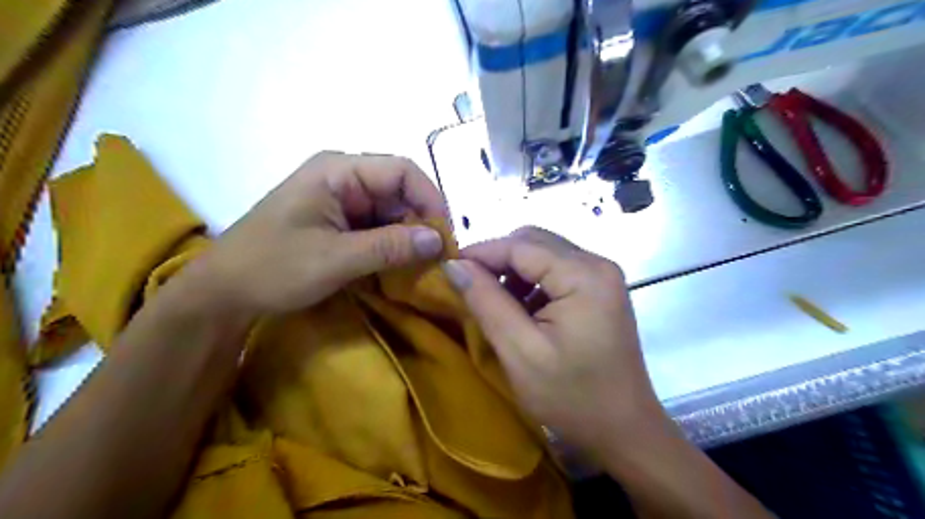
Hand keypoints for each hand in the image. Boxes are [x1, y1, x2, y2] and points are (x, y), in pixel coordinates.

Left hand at [184, 149, 445, 315]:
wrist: (223, 293)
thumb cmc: (273, 268)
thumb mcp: (336, 259)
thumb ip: (389, 247)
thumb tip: (439, 241)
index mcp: (338, 171)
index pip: (402, 171)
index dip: (430, 199)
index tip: (445, 236)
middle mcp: (342, 178)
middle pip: (399, 191)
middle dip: (421, 221)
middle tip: (438, 257)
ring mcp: (340, 200)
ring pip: (391, 211)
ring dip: (408, 236)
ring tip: (423, 265)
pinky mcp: (338, 221)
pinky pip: (377, 226)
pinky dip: (392, 244)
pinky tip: (400, 265)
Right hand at [440, 228, 664, 452]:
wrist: (624, 430)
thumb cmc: (571, 397)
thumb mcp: (519, 351)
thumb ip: (485, 301)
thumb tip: (453, 265)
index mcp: (584, 275)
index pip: (521, 245)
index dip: (480, 253)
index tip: (448, 269)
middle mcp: (597, 264)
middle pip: (534, 242)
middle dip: (497, 260)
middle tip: (469, 286)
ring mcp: (601, 276)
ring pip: (543, 254)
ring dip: (513, 271)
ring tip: (494, 302)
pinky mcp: (599, 290)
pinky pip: (556, 271)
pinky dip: (531, 282)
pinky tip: (520, 309)